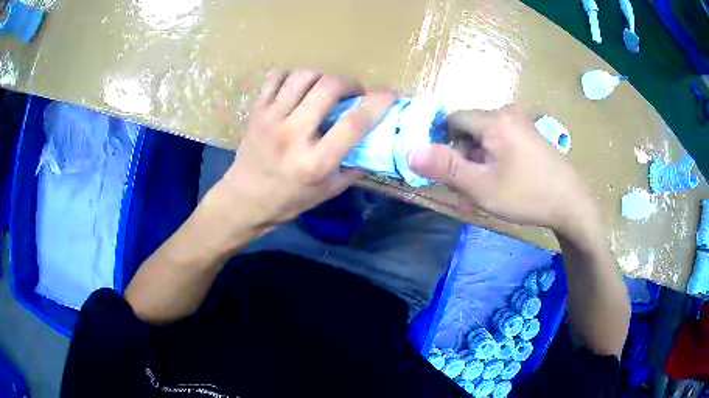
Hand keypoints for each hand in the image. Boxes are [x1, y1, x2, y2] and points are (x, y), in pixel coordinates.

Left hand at [213, 70, 394, 232]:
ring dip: (323, 77)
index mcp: (316, 161)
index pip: (354, 123)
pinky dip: (294, 76)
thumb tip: (377, 140)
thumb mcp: (329, 191)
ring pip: (304, 76)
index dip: (378, 103)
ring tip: (327, 89)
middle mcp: (293, 135)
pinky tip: (300, 88)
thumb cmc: (290, 199)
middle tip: (353, 93)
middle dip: (349, 83)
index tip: (390, 93)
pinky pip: (277, 77)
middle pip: (328, 88)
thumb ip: (355, 165)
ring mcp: (271, 119)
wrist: (245, 199)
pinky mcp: (256, 111)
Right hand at [409, 105, 599, 235]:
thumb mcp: (482, 187)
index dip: (444, 144)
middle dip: (463, 155)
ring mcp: (521, 122)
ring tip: (486, 188)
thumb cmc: (527, 196)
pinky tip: (502, 179)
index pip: (452, 120)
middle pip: (468, 128)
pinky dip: (494, 157)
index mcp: (495, 120)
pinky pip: (500, 139)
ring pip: (484, 136)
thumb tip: (411, 152)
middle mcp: (507, 112)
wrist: (571, 204)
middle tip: (470, 187)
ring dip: (478, 159)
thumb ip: (447, 168)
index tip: (452, 171)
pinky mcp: (529, 133)